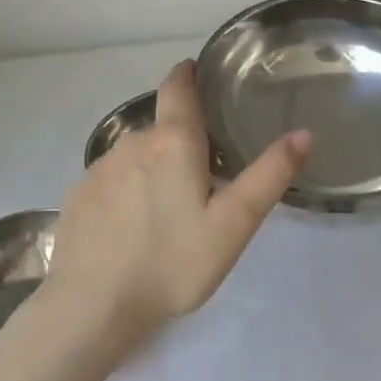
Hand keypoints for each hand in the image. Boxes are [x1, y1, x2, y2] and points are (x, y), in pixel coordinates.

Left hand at [44, 61, 310, 354]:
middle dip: (180, 142)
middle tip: (201, 178)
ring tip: (167, 209)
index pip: (177, 87)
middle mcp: (132, 143)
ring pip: (135, 156)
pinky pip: (110, 181)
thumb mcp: (234, 224)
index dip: (187, 75)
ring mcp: (99, 169)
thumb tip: (303, 132)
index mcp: (173, 143)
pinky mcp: (77, 196)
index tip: (196, 72)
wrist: (92, 308)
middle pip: (161, 129)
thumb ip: (269, 176)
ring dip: (152, 168)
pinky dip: (125, 192)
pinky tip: (131, 228)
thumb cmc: (172, 263)